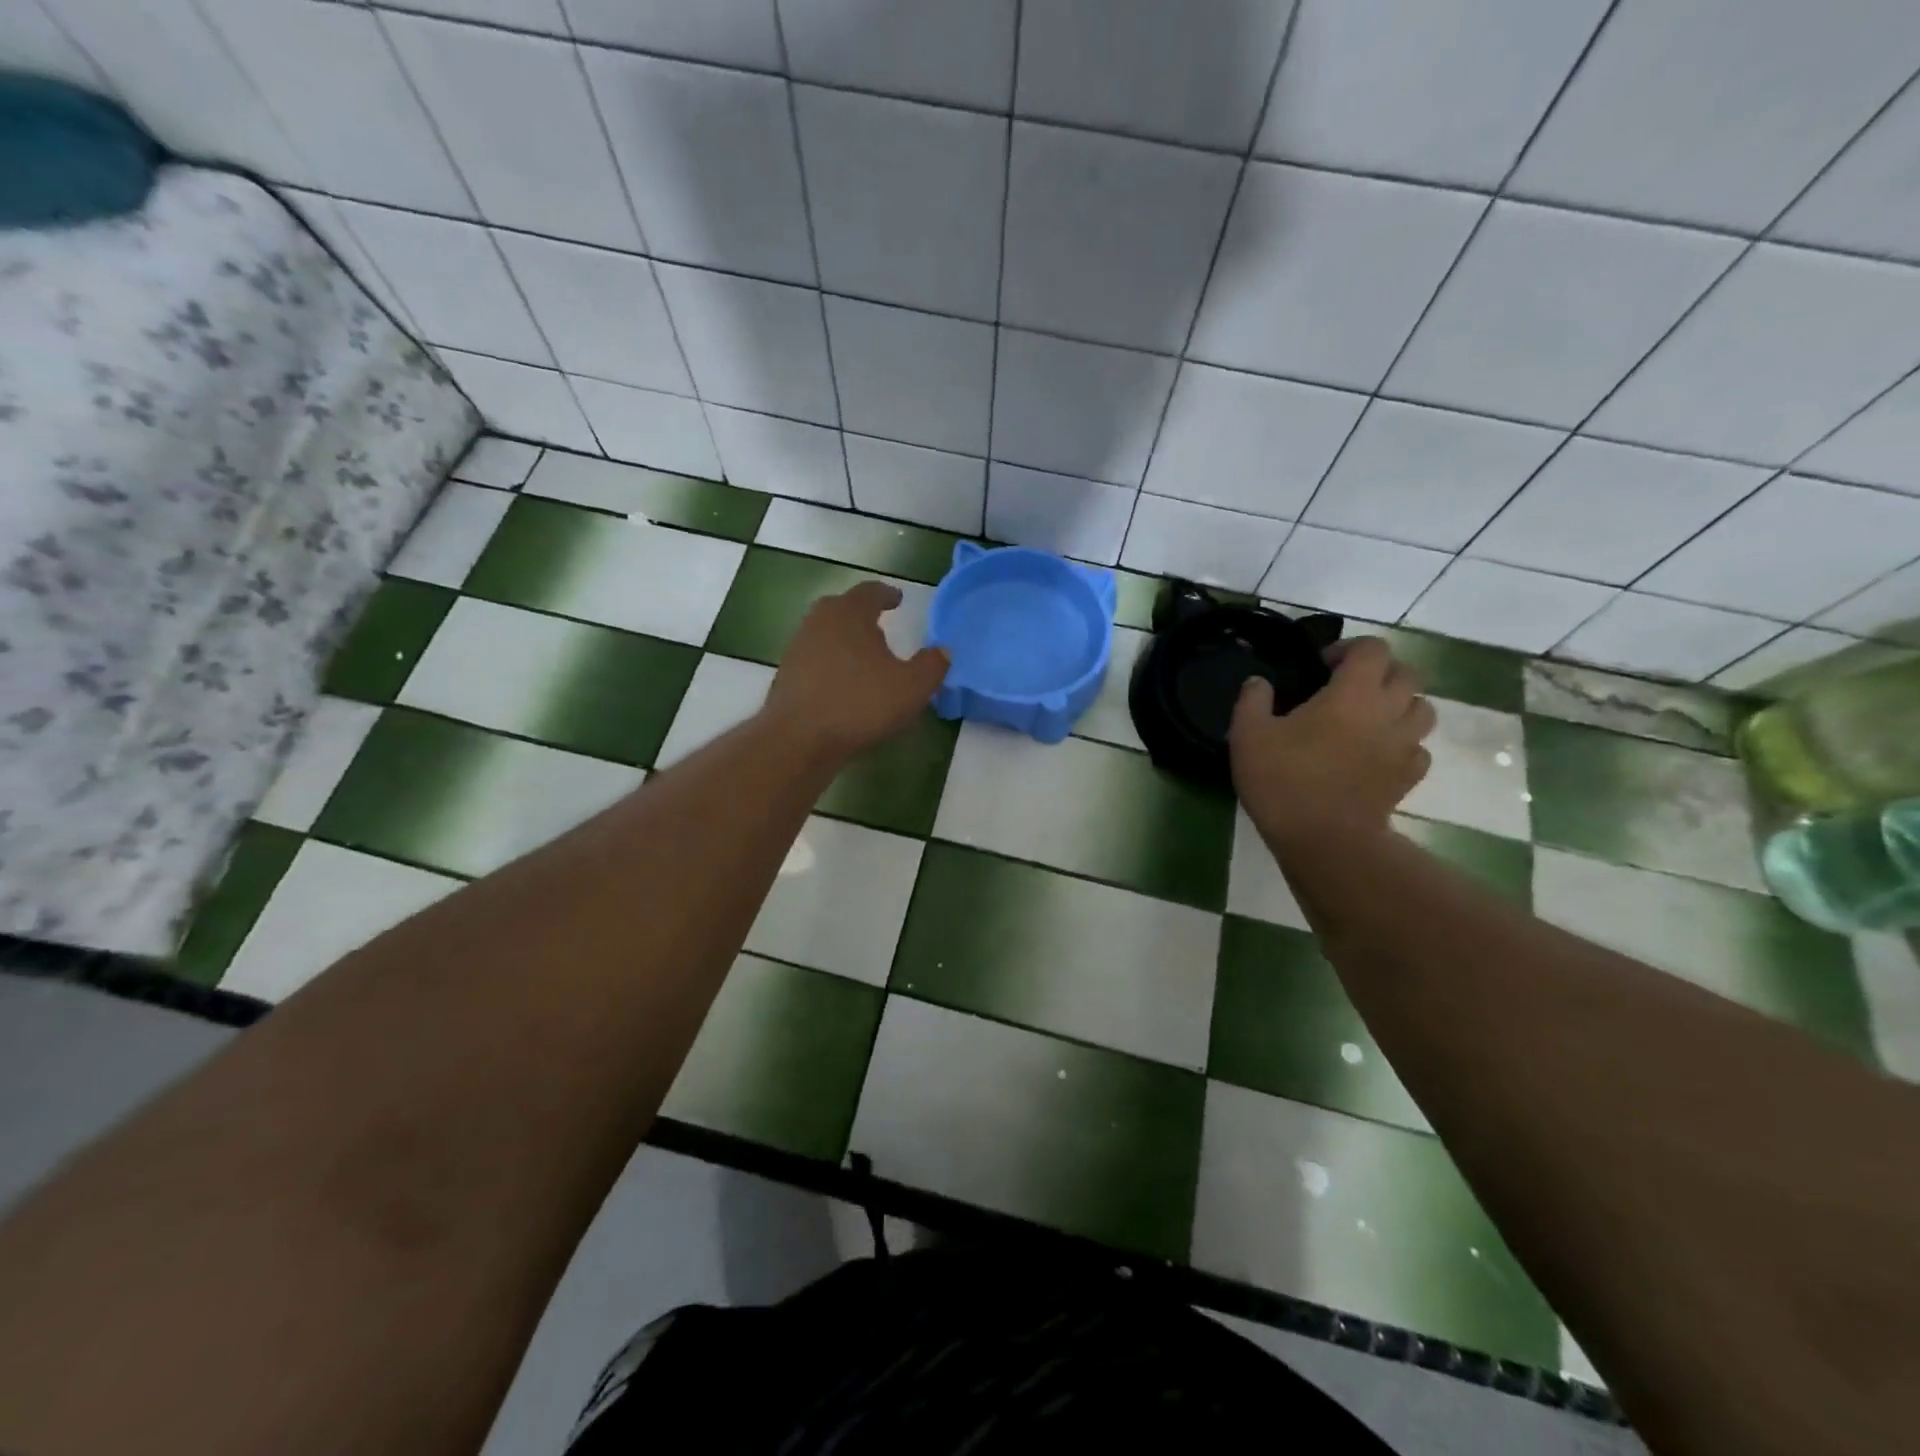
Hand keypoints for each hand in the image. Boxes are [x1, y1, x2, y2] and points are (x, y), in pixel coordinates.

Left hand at [762, 581, 950, 762]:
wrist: (799, 738)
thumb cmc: (860, 703)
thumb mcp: (912, 687)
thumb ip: (932, 665)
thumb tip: (943, 651)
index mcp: (849, 613)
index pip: (870, 591)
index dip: (887, 594)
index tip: (897, 599)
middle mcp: (819, 621)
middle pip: (842, 608)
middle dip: (861, 614)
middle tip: (880, 625)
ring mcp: (798, 647)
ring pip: (826, 633)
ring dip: (844, 640)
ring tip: (864, 658)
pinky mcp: (786, 675)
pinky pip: (815, 660)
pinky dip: (831, 664)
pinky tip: (843, 684)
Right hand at [1229, 637, 1436, 850]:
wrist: (1325, 840)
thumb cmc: (1284, 781)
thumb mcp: (1248, 735)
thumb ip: (1252, 700)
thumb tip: (1258, 682)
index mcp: (1352, 693)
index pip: (1373, 649)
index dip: (1349, 649)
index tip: (1323, 666)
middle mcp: (1388, 711)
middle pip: (1407, 673)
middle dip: (1381, 672)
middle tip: (1348, 688)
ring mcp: (1405, 745)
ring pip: (1422, 709)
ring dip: (1399, 705)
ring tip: (1368, 719)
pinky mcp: (1409, 776)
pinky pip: (1418, 748)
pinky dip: (1403, 744)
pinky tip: (1377, 754)